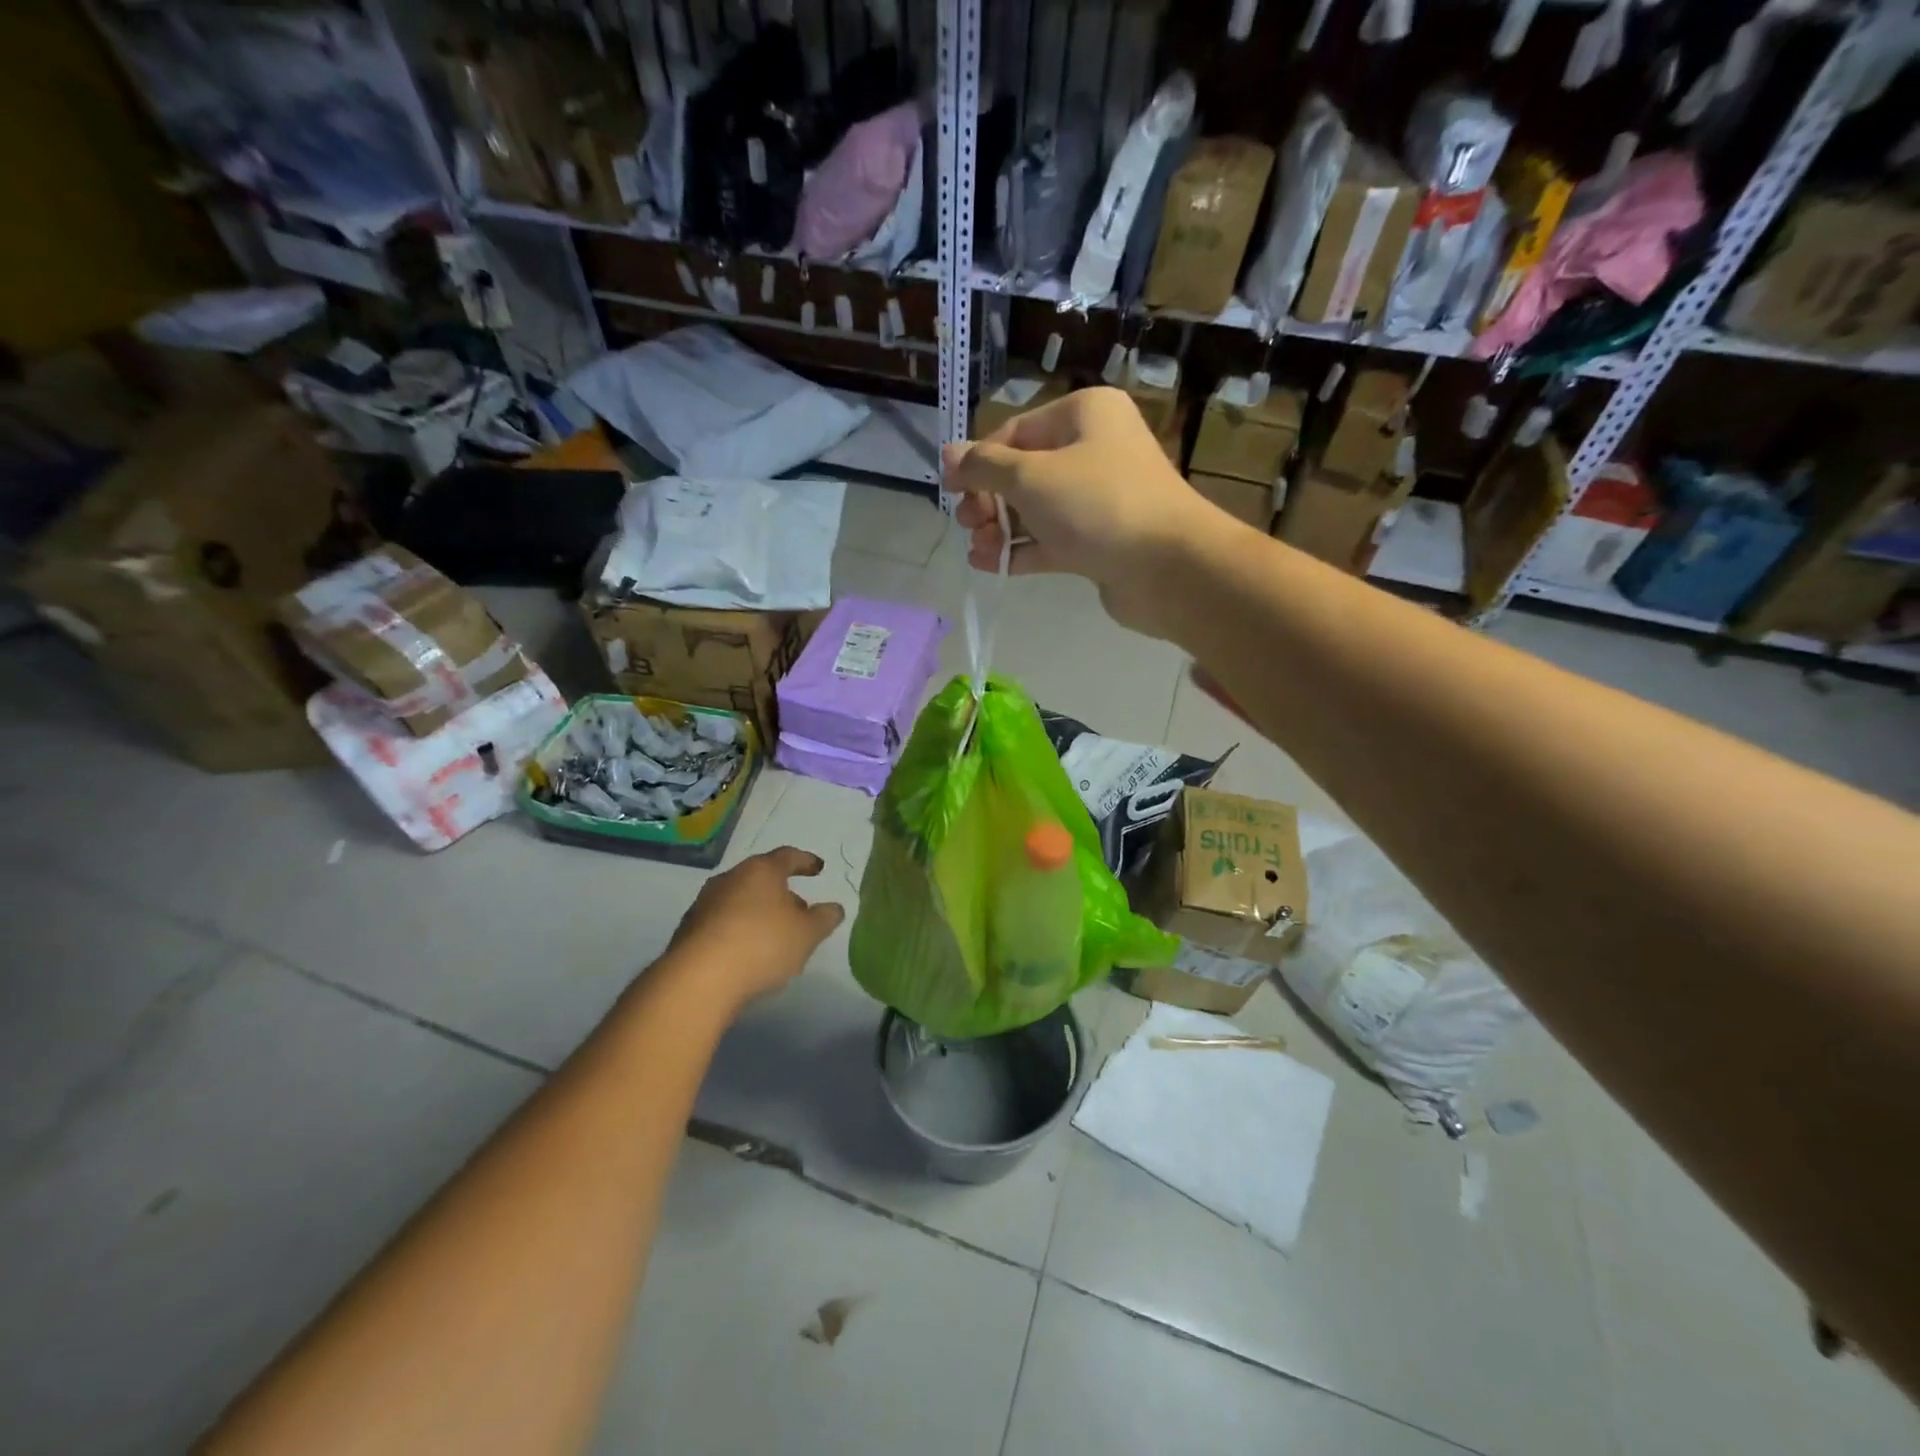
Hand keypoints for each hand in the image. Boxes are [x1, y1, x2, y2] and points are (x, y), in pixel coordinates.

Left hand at [665, 847, 845, 1010]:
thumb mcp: (807, 934)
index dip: (806, 862)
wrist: (698, 979)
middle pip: (761, 879)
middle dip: (783, 893)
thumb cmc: (762, 945)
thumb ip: (824, 918)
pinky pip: (723, 923)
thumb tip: (834, 908)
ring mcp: (705, 903)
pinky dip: (739, 931)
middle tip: (800, 911)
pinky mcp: (688, 930)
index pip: (788, 856)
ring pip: (741, 901)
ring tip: (775, 937)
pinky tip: (748, 955)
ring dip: (759, 913)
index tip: (818, 869)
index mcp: (761, 871)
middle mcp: (730, 878)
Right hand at [942, 387, 1222, 635]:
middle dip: (990, 499)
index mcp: (1084, 415)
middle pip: (1026, 471)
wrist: (1167, 567)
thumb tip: (949, 454)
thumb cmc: (1097, 505)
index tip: (948, 489)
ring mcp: (1099, 499)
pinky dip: (1022, 550)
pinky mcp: (1101, 541)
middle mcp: (1094, 450)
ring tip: (977, 550)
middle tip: (966, 523)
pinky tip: (991, 564)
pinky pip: (1052, 540)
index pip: (1017, 431)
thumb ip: (985, 467)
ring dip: (1001, 529)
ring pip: (1037, 509)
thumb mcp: (1031, 477)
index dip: (979, 460)